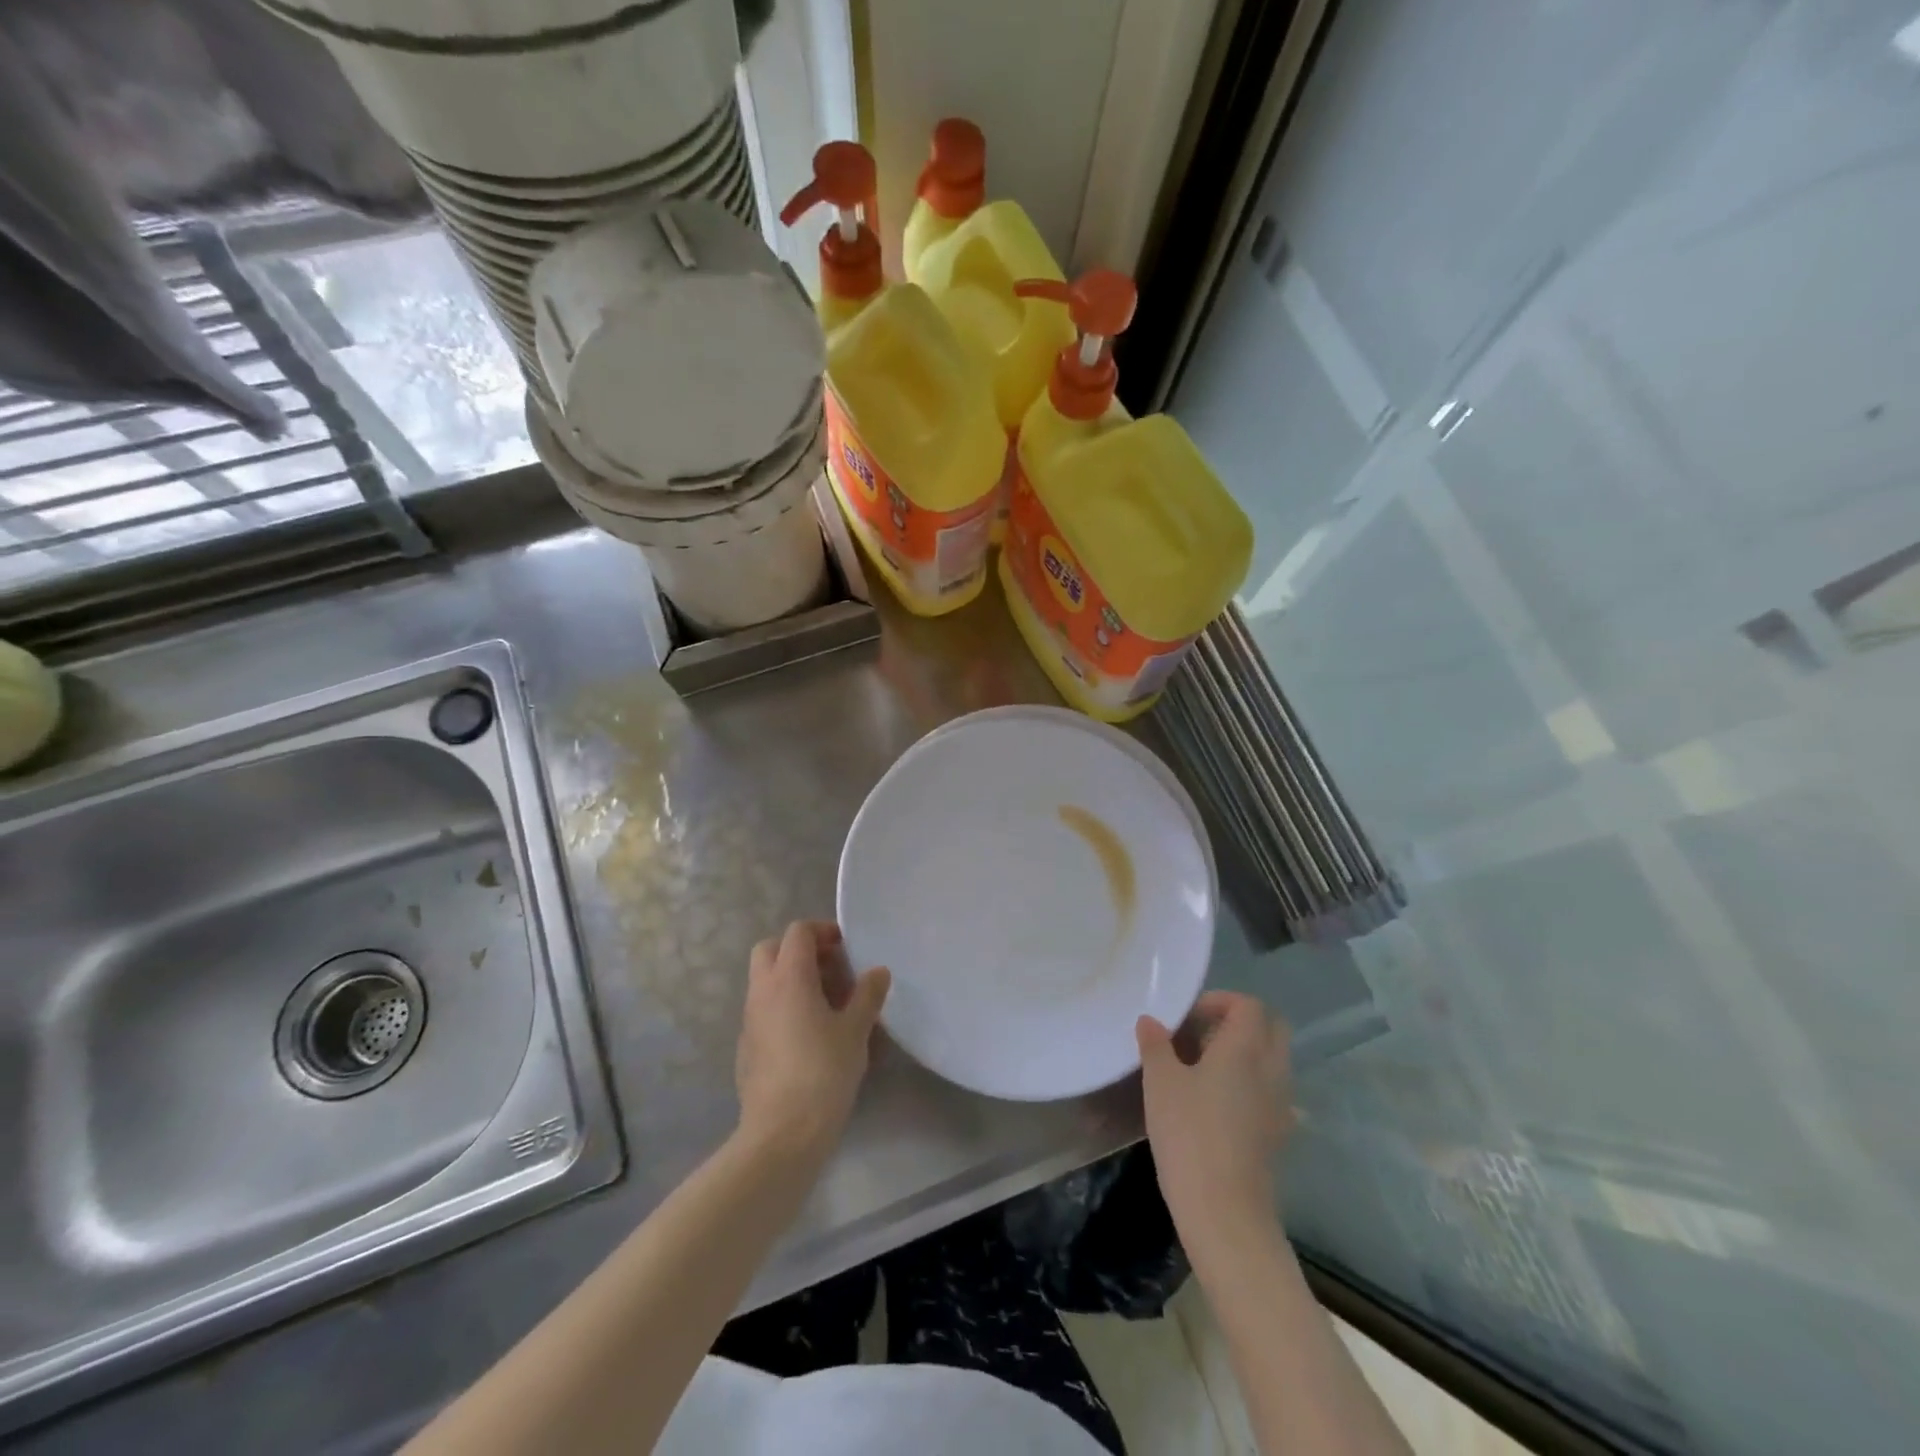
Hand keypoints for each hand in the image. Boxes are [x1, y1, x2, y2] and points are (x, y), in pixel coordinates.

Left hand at [736, 921, 890, 1158]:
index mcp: (789, 977)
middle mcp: (763, 991)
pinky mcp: (746, 1047)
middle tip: (831, 969)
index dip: (822, 931)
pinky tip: (809, 1034)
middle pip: (770, 948)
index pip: (798, 932)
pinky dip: (783, 1006)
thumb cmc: (824, 1071)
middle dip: (799, 950)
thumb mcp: (856, 1030)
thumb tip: (877, 972)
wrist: (782, 1133)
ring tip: (827, 1003)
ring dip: (792, 979)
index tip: (846, 947)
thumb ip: (867, 995)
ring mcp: (749, 1019)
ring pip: (765, 980)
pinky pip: (763, 1010)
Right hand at [1137, 992, 1293, 1257]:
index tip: (1188, 1015)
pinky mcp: (1277, 1134)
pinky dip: (1248, 1084)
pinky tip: (1215, 1103)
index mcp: (1246, 1049)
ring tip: (1201, 1068)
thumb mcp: (1160, 1083)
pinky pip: (1269, 1091)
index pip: (1250, 1005)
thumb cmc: (1189, 1135)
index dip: (1220, 1001)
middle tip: (1199, 1034)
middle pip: (1271, 1028)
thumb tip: (1150, 1021)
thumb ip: (1156, 1045)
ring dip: (1243, 1053)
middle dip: (1238, 1022)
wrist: (1225, 1213)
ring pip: (1272, 1060)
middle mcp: (1272, 1070)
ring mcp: (1280, 1105)